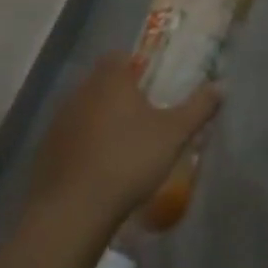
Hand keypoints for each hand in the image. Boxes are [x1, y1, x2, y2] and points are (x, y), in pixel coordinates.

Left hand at [22, 53, 221, 236]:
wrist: (72, 211)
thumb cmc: (128, 160)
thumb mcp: (174, 134)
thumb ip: (199, 107)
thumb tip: (223, 84)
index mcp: (110, 80)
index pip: (118, 56)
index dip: (135, 64)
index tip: (151, 82)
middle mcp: (79, 93)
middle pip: (100, 82)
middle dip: (120, 93)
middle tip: (144, 114)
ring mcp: (58, 123)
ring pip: (83, 110)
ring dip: (100, 120)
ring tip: (123, 143)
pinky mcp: (44, 153)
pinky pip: (70, 138)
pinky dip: (84, 145)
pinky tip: (99, 167)